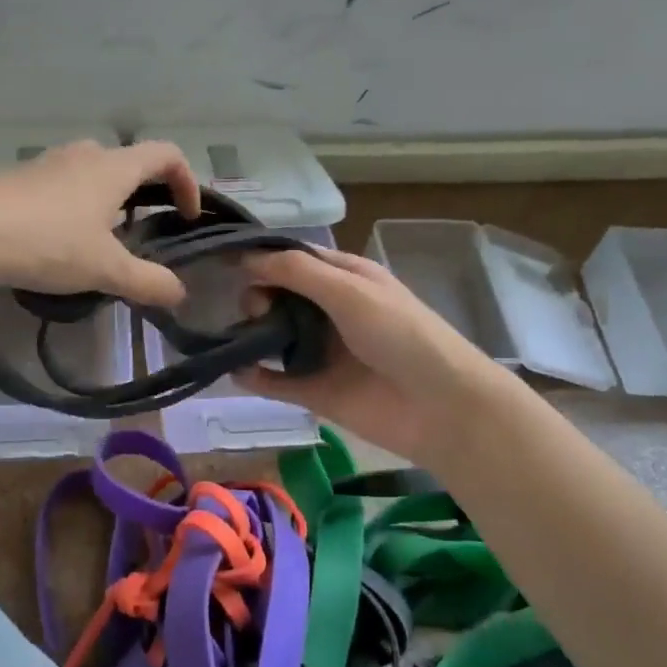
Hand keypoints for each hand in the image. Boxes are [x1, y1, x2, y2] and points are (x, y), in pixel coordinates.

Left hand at [0, 139, 201, 307]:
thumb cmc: (48, 242)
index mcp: (114, 168)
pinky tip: (55, 242)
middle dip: (143, 193)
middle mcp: (83, 154)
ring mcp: (46, 162)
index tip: (186, 216)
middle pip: (127, 162)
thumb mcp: (105, 269)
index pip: (166, 155)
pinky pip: (58, 186)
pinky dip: (72, 207)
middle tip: (142, 230)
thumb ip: (147, 281)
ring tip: (98, 241)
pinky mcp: (17, 178)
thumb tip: (179, 293)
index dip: (187, 181)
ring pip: (90, 173)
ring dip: (105, 200)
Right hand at [235, 248, 505, 460]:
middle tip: (257, 312)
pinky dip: (253, 375)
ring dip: (250, 334)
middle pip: (278, 297)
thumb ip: (297, 272)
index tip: (224, 264)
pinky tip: (233, 370)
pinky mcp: (315, 392)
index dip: (262, 259)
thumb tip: (245, 260)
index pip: (294, 260)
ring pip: (273, 337)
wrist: (441, 407)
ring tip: (240, 339)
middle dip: (257, 298)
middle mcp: (329, 311)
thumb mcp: (351, 291)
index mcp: (345, 278)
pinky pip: (275, 381)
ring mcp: (321, 353)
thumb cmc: (401, 336)